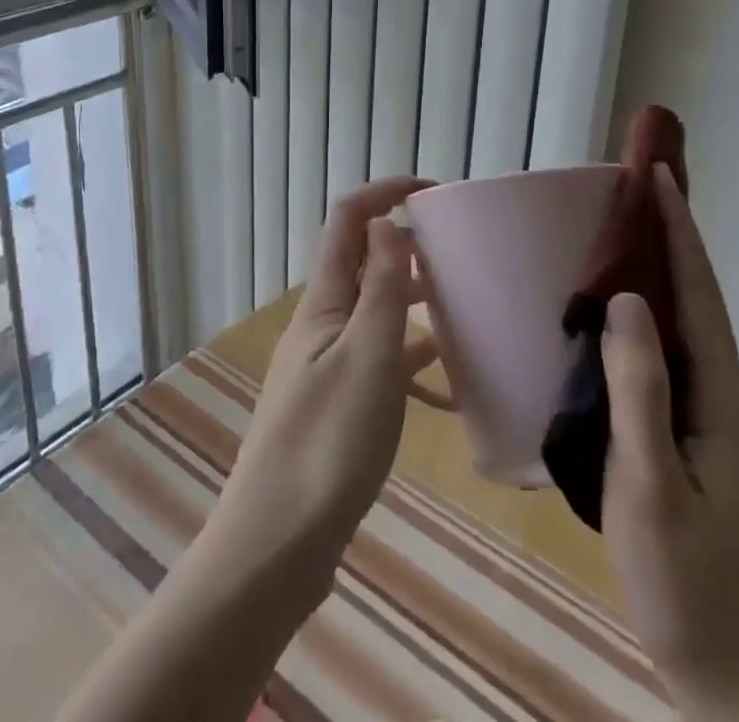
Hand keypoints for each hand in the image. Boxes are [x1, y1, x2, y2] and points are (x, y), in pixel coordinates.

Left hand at [211, 177, 433, 583]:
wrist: (276, 547)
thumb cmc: (328, 443)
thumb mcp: (367, 356)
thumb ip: (380, 287)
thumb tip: (387, 221)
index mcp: (324, 302)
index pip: (349, 219)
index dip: (387, 192)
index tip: (435, 192)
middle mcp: (321, 323)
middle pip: (362, 261)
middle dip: (406, 243)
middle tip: (460, 252)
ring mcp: (325, 366)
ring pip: (373, 311)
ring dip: (411, 297)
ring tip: (462, 305)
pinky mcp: (335, 405)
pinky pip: (378, 361)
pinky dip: (409, 356)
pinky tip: (445, 379)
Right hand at [602, 165, 738, 720]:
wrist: (724, 673)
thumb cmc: (683, 582)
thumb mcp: (649, 485)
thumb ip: (639, 391)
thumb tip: (625, 301)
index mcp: (720, 399)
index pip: (699, 296)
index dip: (680, 234)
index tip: (660, 178)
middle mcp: (724, 396)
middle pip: (699, 301)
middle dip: (674, 240)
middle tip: (639, 191)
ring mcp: (713, 419)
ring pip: (687, 327)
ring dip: (664, 273)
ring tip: (628, 233)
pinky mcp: (695, 437)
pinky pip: (672, 356)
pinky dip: (651, 316)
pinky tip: (622, 315)